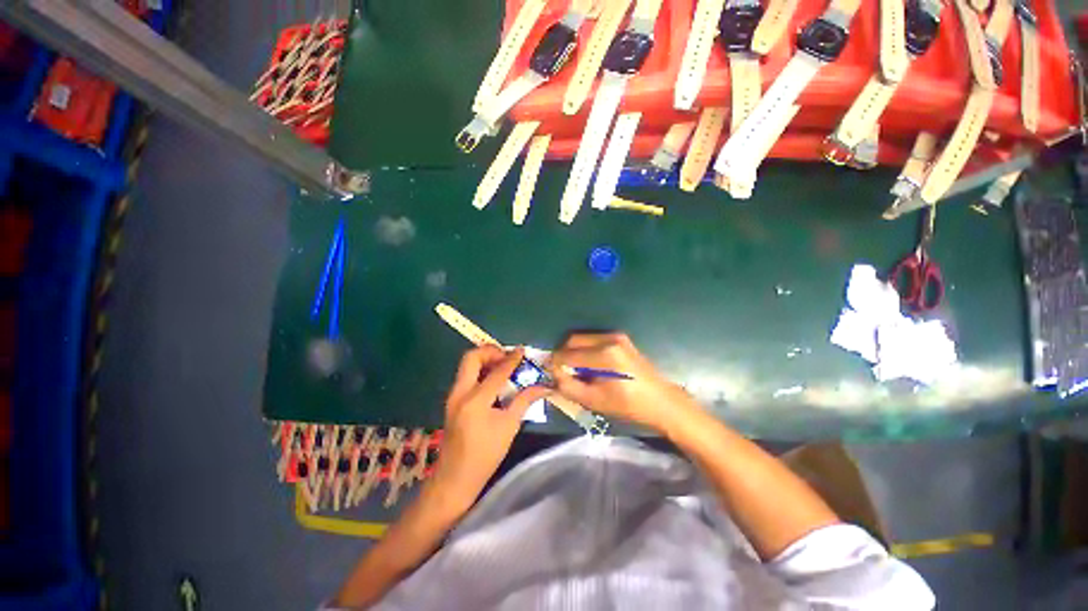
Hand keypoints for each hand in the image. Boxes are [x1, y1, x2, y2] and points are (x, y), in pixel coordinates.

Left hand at [429, 345, 548, 510]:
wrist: (454, 478)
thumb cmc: (486, 455)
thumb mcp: (510, 426)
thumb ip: (525, 401)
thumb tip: (544, 386)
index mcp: (476, 401)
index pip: (497, 371)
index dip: (512, 359)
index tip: (522, 350)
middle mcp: (460, 393)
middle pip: (471, 357)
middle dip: (491, 351)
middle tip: (507, 357)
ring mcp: (453, 396)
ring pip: (466, 365)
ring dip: (485, 359)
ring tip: (503, 365)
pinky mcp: (452, 400)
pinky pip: (465, 375)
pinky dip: (480, 370)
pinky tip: (493, 379)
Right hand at [549, 333, 698, 433]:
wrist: (662, 402)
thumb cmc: (629, 406)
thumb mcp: (595, 401)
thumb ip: (568, 386)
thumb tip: (553, 375)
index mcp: (604, 354)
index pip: (567, 354)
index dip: (554, 364)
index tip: (549, 375)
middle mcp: (609, 339)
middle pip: (573, 340)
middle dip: (563, 355)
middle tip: (561, 373)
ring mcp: (616, 336)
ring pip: (582, 339)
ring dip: (574, 352)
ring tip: (577, 372)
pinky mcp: (621, 338)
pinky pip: (593, 341)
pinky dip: (585, 351)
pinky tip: (590, 367)